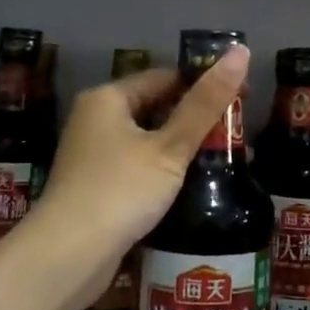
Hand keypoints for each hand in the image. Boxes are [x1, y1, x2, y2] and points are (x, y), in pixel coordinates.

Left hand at [30, 46, 250, 309]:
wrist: (67, 257)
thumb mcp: (170, 147)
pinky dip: (161, 170)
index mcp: (107, 98)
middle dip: (194, 119)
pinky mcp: (95, 186)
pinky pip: (136, 165)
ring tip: (221, 158)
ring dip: (180, 147)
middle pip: (155, 107)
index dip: (204, 84)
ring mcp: (92, 154)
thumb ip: (206, 104)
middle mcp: (94, 119)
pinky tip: (188, 185)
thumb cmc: (121, 191)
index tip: (241, 99)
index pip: (165, 77)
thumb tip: (240, 51)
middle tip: (235, 133)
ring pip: (146, 139)